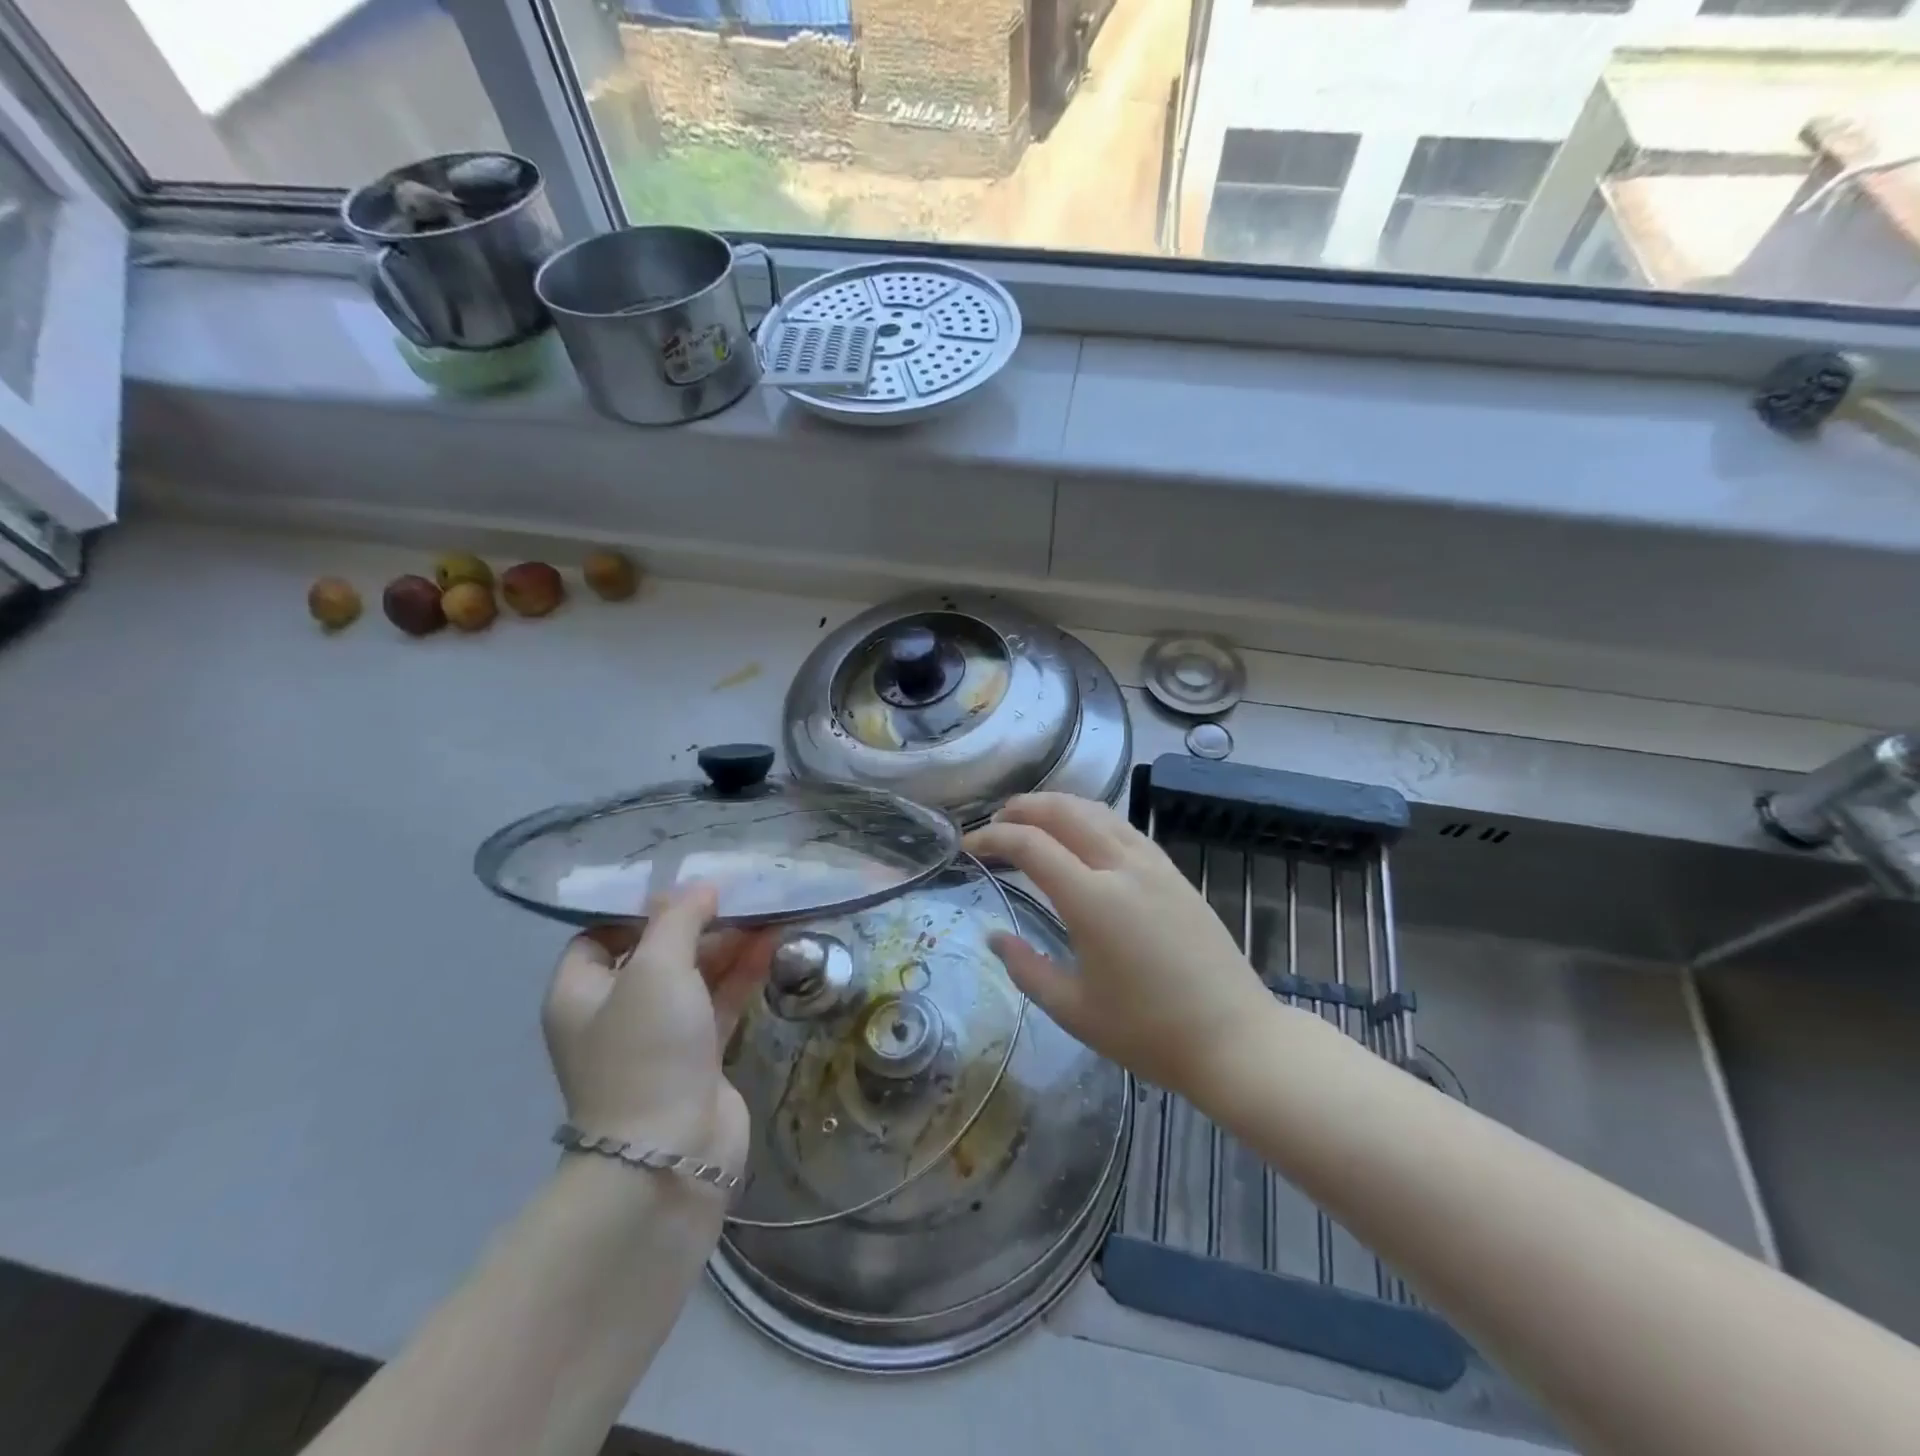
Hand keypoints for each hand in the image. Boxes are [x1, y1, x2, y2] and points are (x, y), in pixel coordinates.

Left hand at [541, 885, 774, 1176]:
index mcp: (581, 993)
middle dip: (696, 925)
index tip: (682, 891)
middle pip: (656, 954)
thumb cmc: (647, 1050)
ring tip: (767, 913)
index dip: (638, 911)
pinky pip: (720, 1002)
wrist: (670, 1152)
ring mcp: (658, 1038)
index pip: (599, 937)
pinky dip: (743, 974)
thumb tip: (699, 887)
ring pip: (694, 977)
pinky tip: (772, 945)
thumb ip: (677, 920)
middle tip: (738, 896)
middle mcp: (614, 1014)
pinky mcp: (699, 1057)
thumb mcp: (656, 969)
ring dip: (727, 946)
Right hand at [965, 794, 1279, 1111]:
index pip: (1031, 845)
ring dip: (1058, 805)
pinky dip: (1092, 817)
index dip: (993, 838)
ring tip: (1033, 818)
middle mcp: (1122, 867)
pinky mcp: (1175, 872)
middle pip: (1064, 812)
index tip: (970, 846)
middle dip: (1023, 808)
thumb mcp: (1074, 1010)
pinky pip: (1124, 827)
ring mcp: (1154, 865)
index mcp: (1092, 900)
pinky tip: (1084, 834)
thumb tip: (994, 937)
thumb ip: (1026, 969)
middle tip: (996, 821)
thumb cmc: (1148, 1032)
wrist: (1234, 1039)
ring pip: (1098, 811)